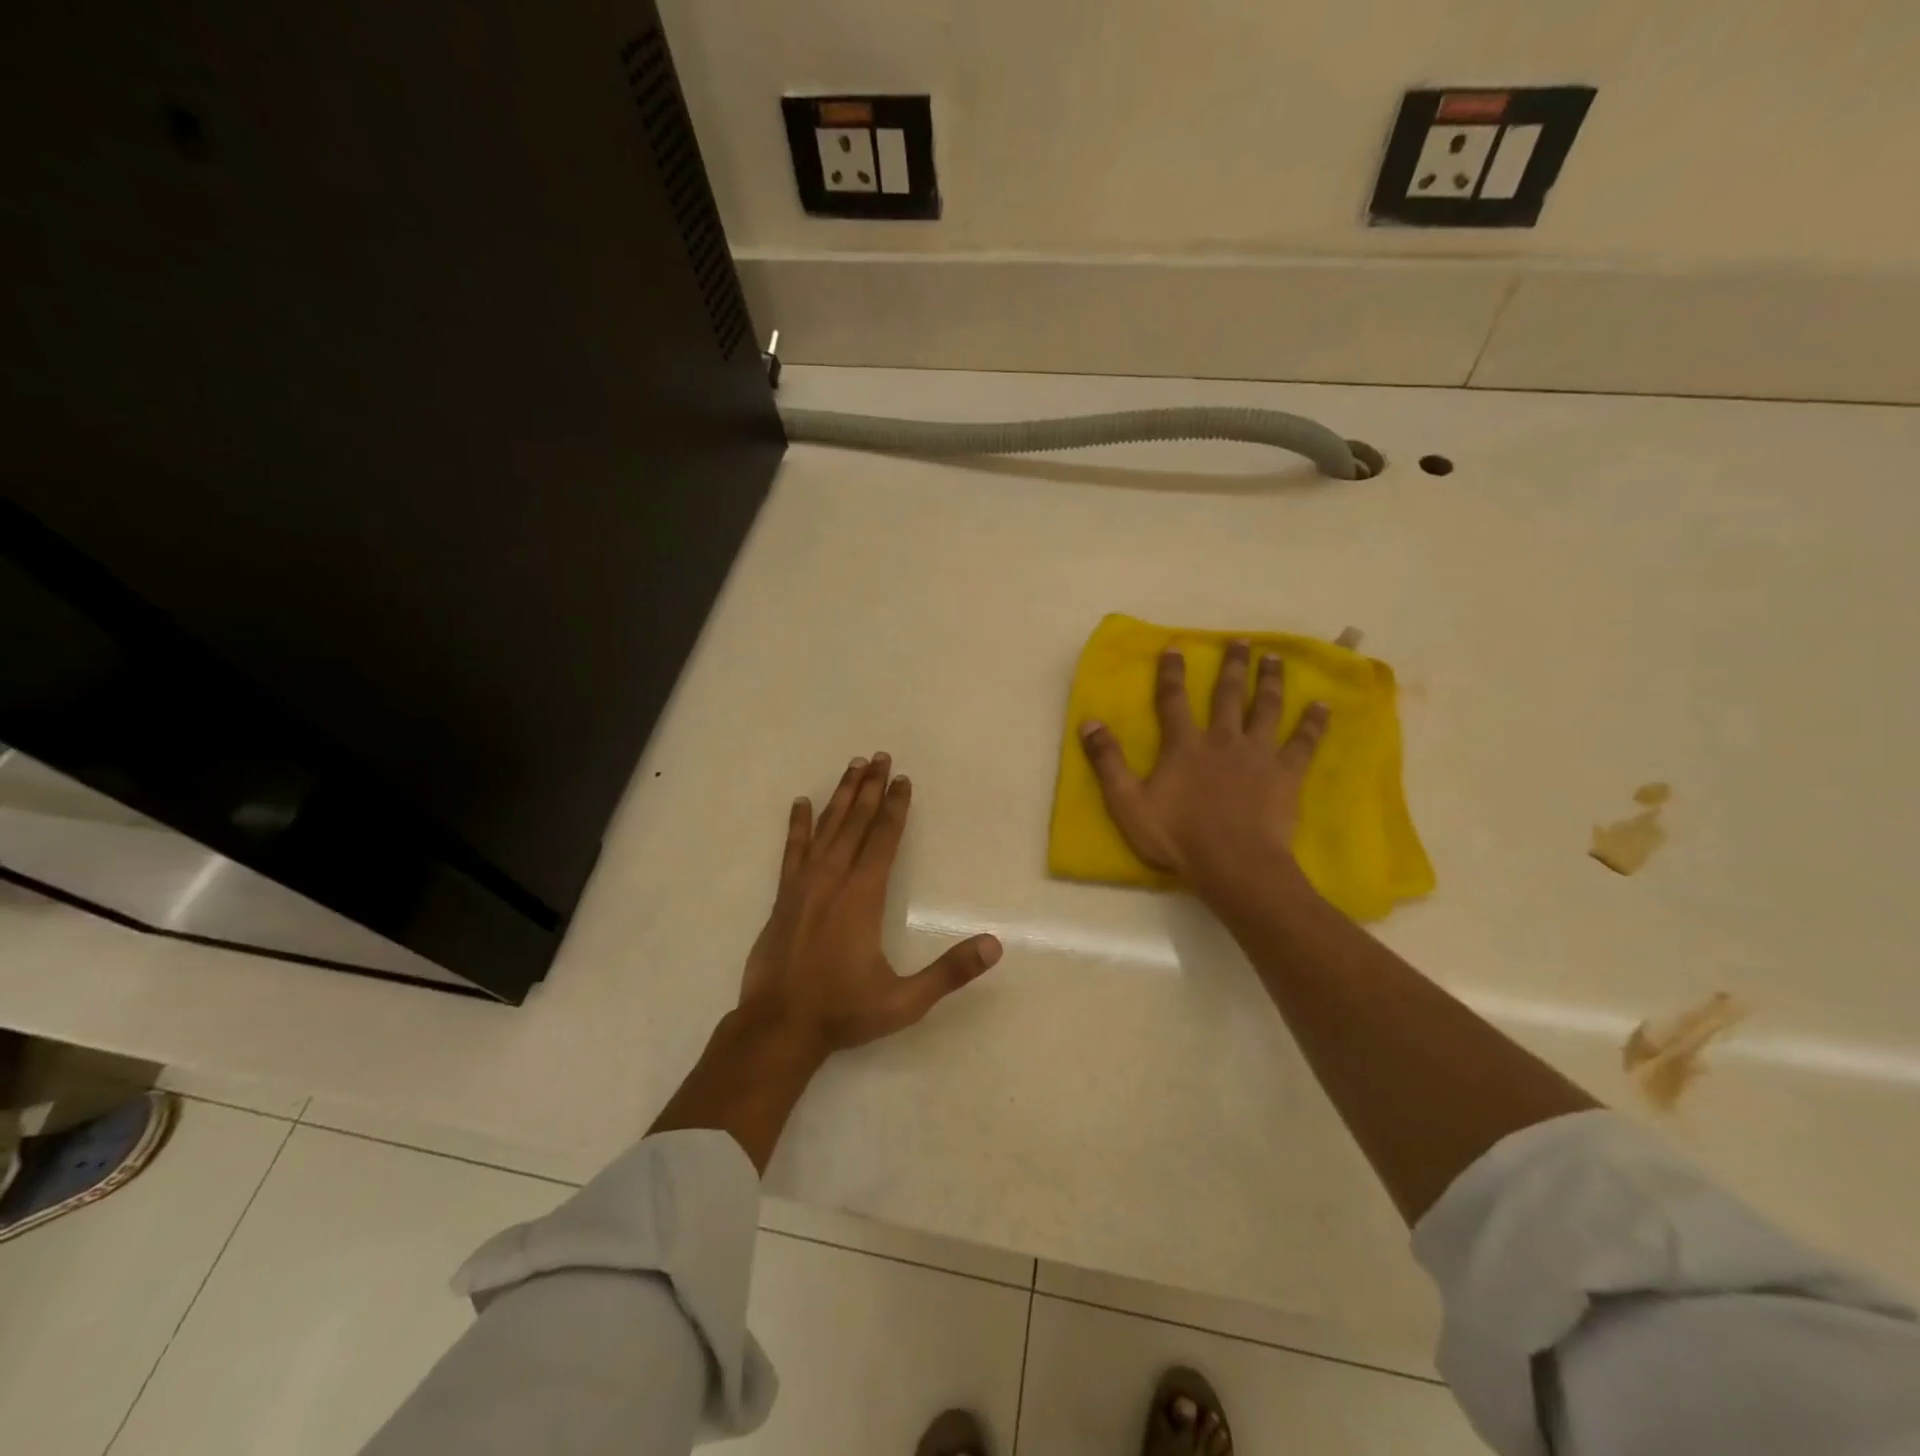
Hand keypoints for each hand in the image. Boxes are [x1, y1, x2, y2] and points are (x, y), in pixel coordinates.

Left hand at [739, 753, 1001, 1055]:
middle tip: (880, 756)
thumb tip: (994, 946)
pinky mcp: (783, 896)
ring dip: (842, 795)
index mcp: (863, 896)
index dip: (896, 807)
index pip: (884, 839)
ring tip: (853, 766)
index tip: (903, 779)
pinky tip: (801, 803)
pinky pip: (792, 849)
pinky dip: (798, 825)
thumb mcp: (905, 1000)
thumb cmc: (843, 1012)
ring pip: (826, 828)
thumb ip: (949, 971)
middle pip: (856, 822)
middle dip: (871, 788)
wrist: (777, 1027)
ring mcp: (804, 885)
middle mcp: (833, 880)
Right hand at [1078, 641, 1327, 903]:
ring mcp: (1258, 754)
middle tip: (1240, 641)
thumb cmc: (1178, 836)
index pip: (1174, 700)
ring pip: (1266, 708)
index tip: (1176, 647)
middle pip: (1228, 695)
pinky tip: (1322, 705)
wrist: (1234, 864)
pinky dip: (1313, 723)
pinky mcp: (1286, 773)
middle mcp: (1222, 739)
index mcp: (1184, 746)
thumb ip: (1108, 761)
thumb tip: (1088, 722)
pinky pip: (1303, 742)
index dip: (1172, 673)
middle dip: (1231, 666)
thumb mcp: (1128, 803)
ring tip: (1274, 658)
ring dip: (1270, 681)